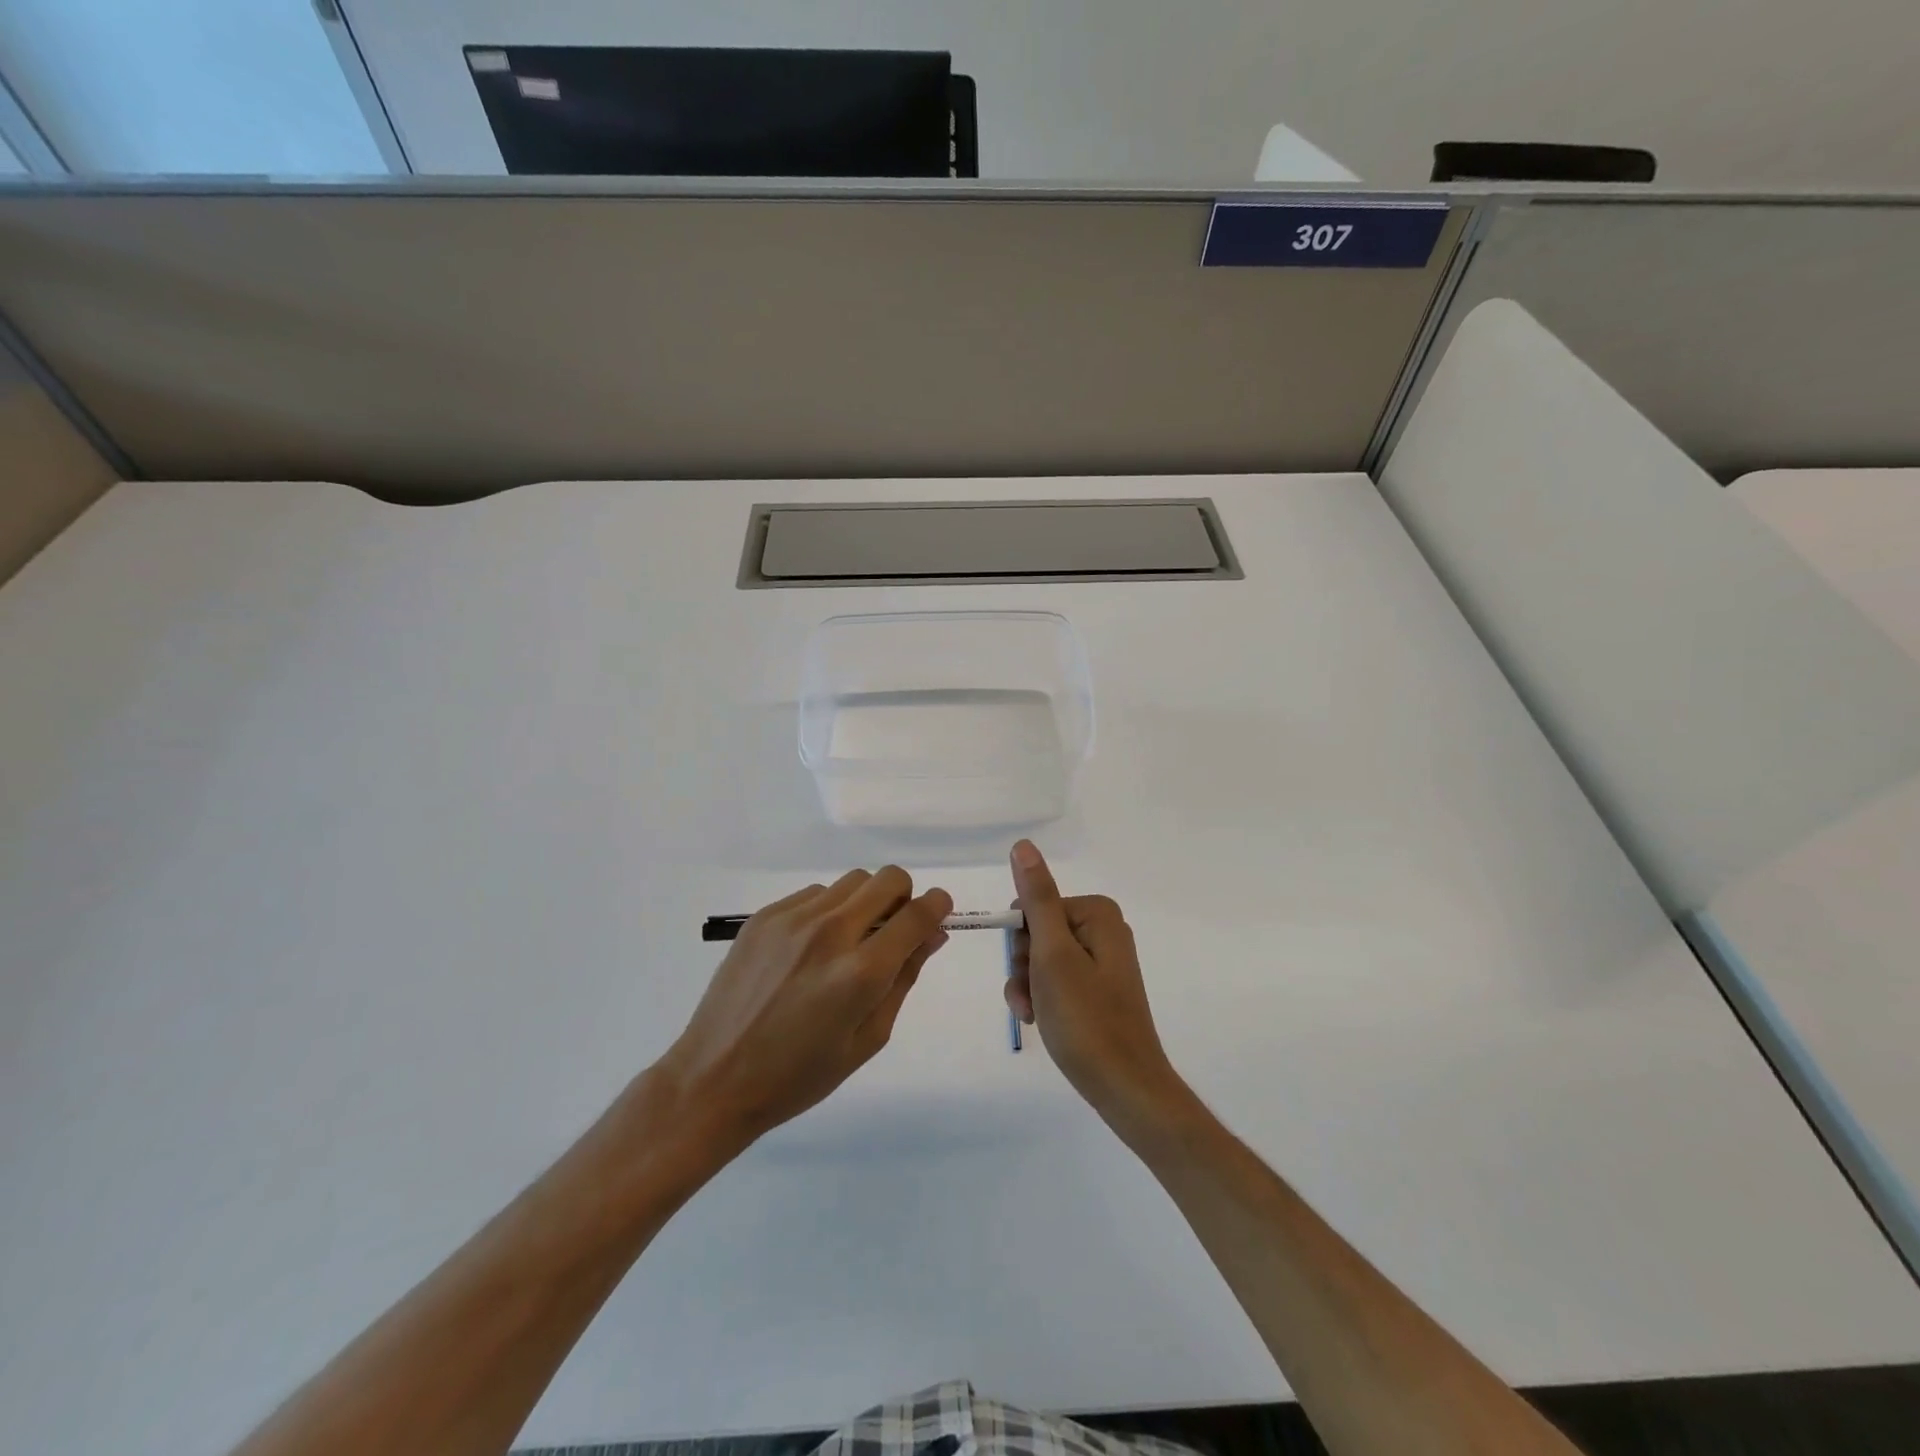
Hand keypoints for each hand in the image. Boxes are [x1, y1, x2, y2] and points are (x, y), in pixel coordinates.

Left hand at [658, 868, 951, 1149]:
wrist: (714, 1078)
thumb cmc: (799, 1075)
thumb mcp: (867, 1039)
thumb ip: (904, 979)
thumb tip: (933, 934)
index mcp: (861, 973)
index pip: (917, 914)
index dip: (938, 905)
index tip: (940, 910)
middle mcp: (830, 932)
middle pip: (888, 879)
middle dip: (903, 897)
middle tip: (893, 930)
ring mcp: (793, 919)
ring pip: (852, 881)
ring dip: (864, 902)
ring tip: (847, 943)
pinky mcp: (765, 915)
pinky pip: (816, 894)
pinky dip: (828, 911)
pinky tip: (810, 949)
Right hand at [1005, 841, 1188, 1137]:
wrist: (1124, 1087)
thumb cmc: (1086, 1019)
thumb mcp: (1053, 955)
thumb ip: (1037, 898)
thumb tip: (1023, 846)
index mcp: (1097, 914)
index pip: (1033, 907)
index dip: (1021, 941)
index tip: (1028, 971)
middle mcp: (1103, 930)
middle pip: (1037, 932)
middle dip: (1024, 966)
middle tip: (1031, 997)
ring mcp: (1101, 961)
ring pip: (1041, 959)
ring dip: (1027, 986)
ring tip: (1034, 1015)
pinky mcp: (1098, 989)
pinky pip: (1056, 980)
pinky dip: (1042, 998)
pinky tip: (1041, 1021)